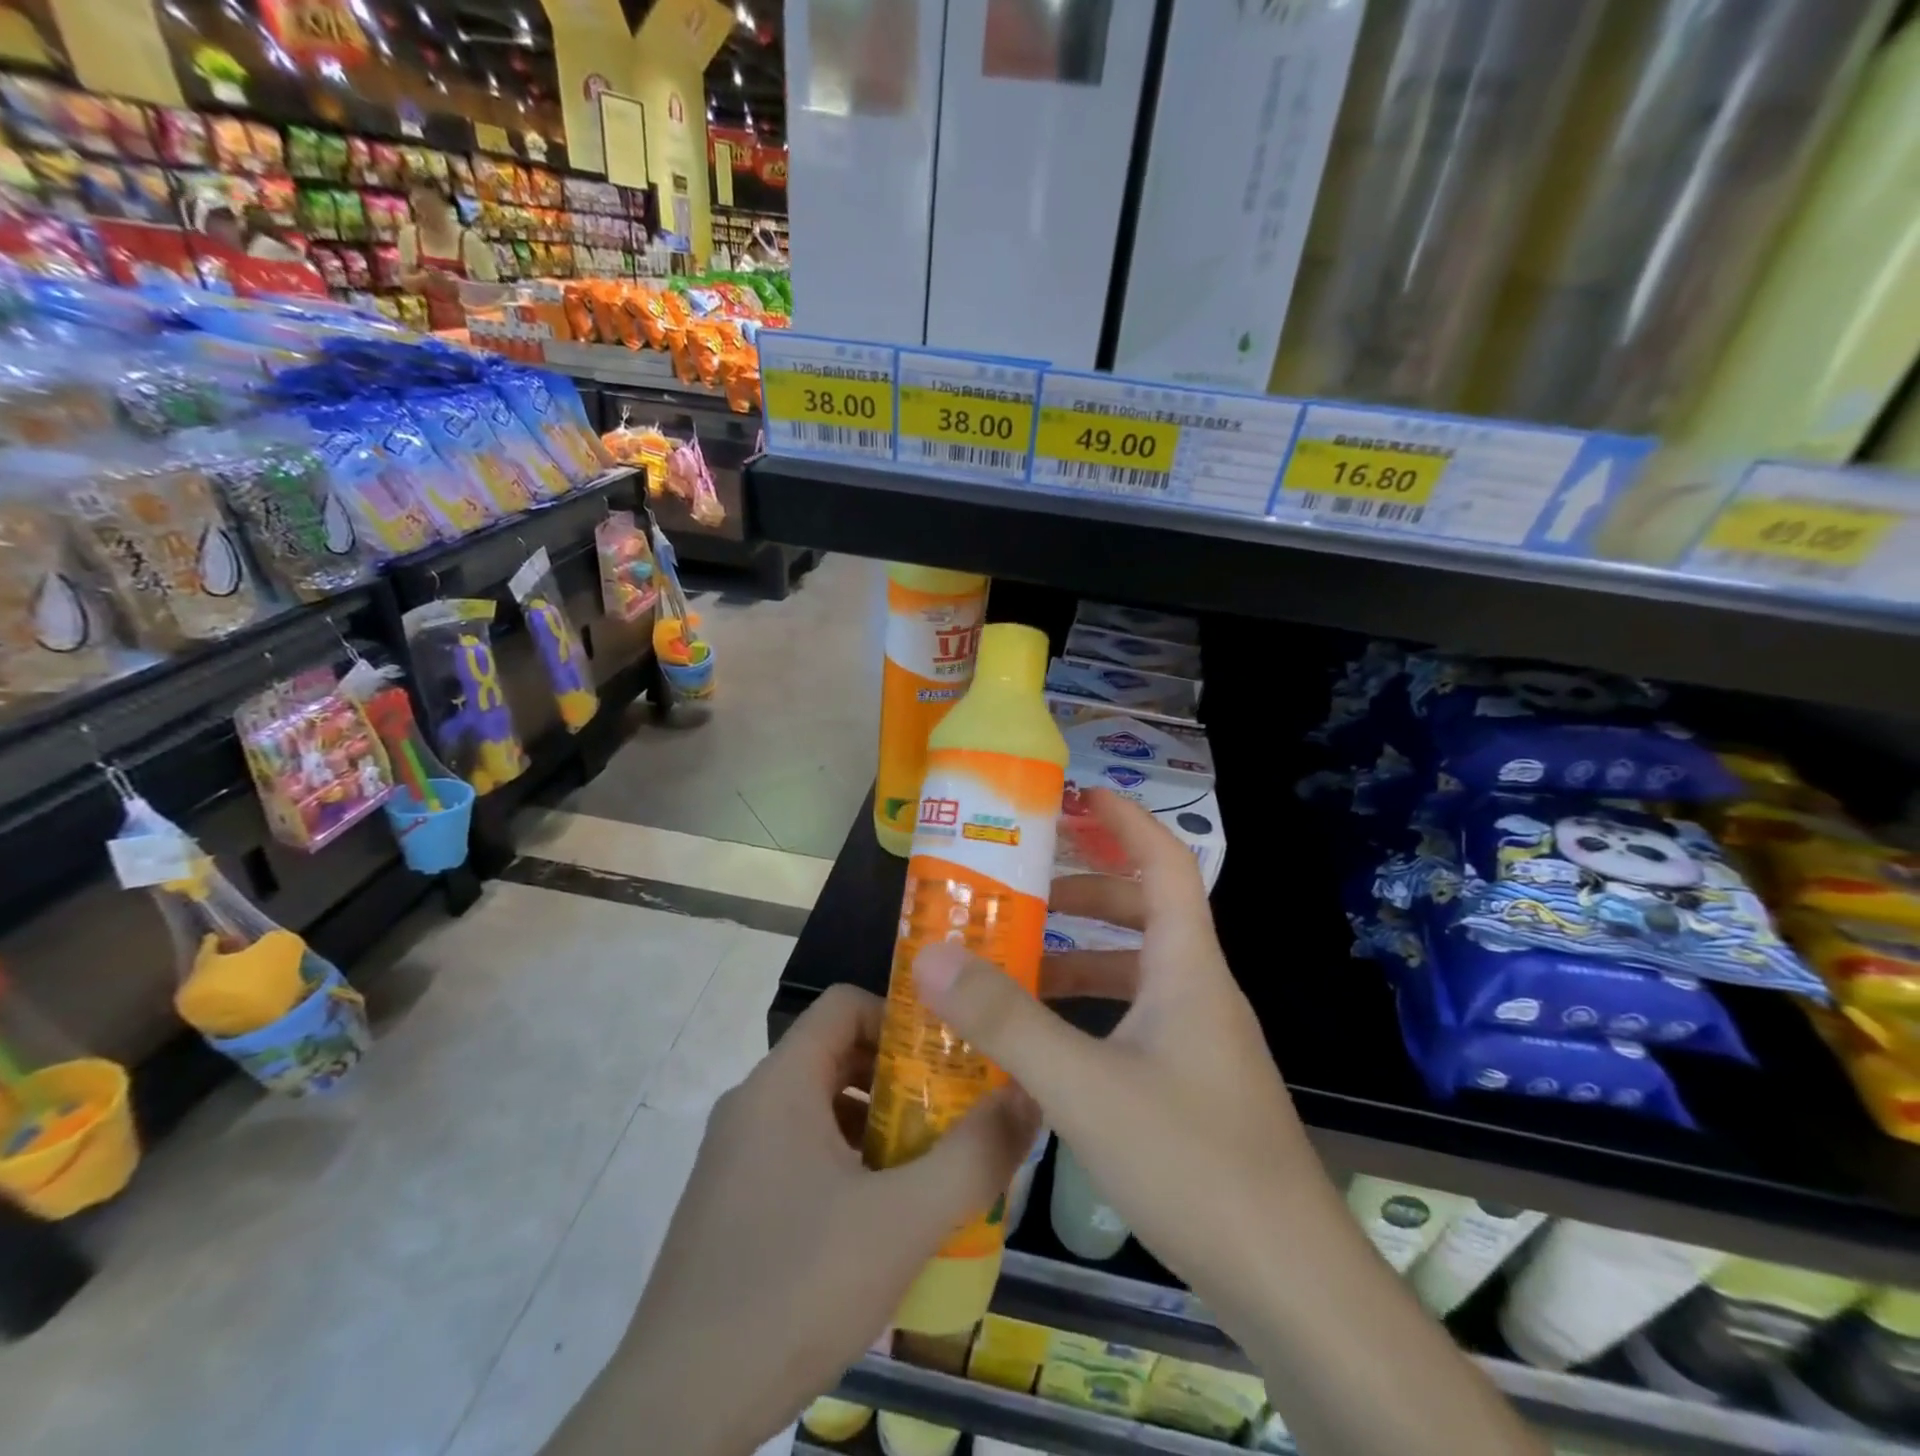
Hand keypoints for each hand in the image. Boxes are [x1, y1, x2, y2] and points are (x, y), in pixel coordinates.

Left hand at [580, 984, 1037, 1455]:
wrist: (673, 1416)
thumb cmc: (791, 1291)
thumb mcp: (901, 1223)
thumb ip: (973, 1157)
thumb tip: (1028, 1098)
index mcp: (780, 1084)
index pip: (845, 1005)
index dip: (902, 1019)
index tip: (949, 1059)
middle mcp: (751, 1105)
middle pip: (837, 1055)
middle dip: (901, 1079)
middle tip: (954, 1115)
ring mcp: (735, 1157)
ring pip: (820, 1109)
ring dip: (877, 1126)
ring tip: (927, 1170)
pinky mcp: (730, 1205)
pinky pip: (799, 1154)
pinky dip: (846, 1165)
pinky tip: (878, 1222)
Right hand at [914, 790, 1317, 1329]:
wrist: (1291, 1282)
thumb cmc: (1193, 1161)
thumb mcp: (1083, 1085)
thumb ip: (1006, 1020)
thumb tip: (932, 955)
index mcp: (1187, 967)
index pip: (1164, 862)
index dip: (1124, 820)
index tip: (1076, 796)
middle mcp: (1198, 990)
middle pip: (1145, 911)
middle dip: (1086, 890)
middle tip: (1024, 885)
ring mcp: (1200, 1040)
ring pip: (1137, 969)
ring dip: (1082, 955)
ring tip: (1018, 959)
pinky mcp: (1193, 1084)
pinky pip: (1135, 1018)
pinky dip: (1091, 1010)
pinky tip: (1048, 1041)